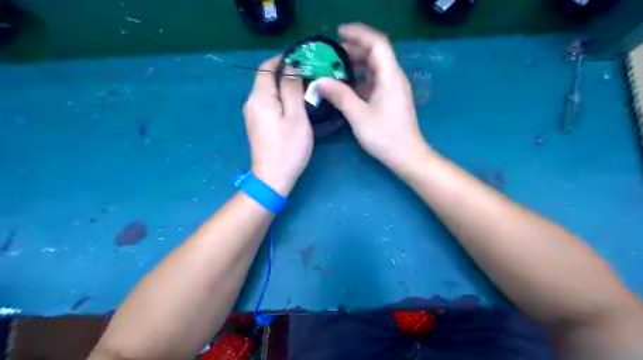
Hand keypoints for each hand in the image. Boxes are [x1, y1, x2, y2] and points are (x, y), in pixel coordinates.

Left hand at [242, 54, 312, 194]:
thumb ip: (292, 89)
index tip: (302, 60)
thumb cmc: (288, 147)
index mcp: (260, 96)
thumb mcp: (296, 116)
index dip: (282, 59)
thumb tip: (290, 67)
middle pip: (265, 78)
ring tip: (303, 90)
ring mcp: (251, 114)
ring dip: (283, 86)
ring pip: (267, 91)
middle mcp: (251, 102)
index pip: (266, 67)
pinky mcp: (256, 124)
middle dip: (285, 73)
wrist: (272, 177)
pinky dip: (279, 98)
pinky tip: (292, 106)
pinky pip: (266, 103)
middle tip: (308, 76)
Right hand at [317, 24, 430, 169]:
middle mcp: (393, 77)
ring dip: (355, 64)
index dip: (359, 34)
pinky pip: (373, 81)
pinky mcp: (390, 99)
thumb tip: (319, 81)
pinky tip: (345, 85)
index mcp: (390, 76)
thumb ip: (340, 96)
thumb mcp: (359, 116)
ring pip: (374, 68)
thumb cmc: (385, 136)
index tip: (338, 33)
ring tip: (334, 66)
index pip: (377, 43)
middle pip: (375, 54)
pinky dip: (359, 79)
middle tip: (331, 52)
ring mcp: (392, 89)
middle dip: (353, 49)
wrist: (406, 155)